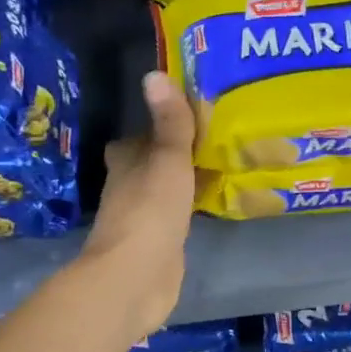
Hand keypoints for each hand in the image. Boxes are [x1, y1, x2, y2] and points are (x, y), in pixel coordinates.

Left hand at [81, 71, 196, 336]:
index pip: (135, 140)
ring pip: (166, 192)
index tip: (186, 119)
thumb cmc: (150, 211)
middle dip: (176, 155)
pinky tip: (216, 205)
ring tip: (224, 166)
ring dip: (186, 182)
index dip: (155, 130)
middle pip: (152, 166)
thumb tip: (154, 73)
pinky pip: (179, 219)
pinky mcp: (160, 246)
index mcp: (126, 164)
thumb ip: (170, 122)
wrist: (136, 278)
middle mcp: (130, 189)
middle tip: (215, 141)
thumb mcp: (167, 160)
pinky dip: (193, 210)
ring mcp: (144, 220)